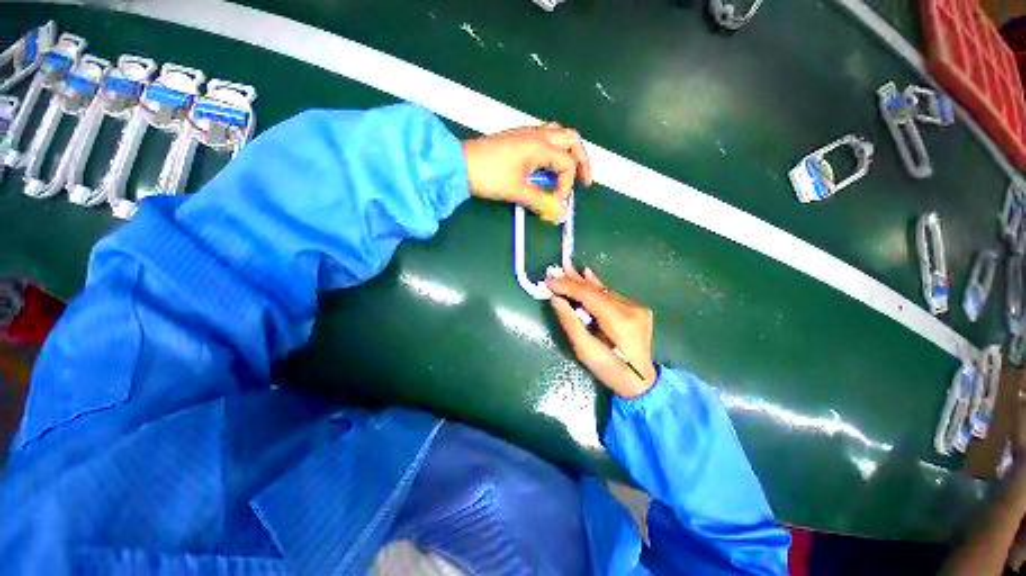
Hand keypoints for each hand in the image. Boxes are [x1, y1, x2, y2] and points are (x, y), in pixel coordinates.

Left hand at [462, 123, 592, 223]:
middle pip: (571, 139)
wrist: (459, 164)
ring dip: (568, 153)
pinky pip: (545, 138)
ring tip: (570, 173)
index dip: (567, 185)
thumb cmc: (488, 175)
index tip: (558, 202)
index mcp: (539, 145)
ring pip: (559, 135)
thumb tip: (560, 213)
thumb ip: (541, 202)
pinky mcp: (518, 138)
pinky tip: (549, 166)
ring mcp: (527, 134)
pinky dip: (554, 151)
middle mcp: (537, 134)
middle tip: (584, 181)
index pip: (567, 163)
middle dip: (581, 161)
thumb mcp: (517, 191)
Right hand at [547, 265, 657, 396]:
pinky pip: (610, 294)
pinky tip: (587, 274)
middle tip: (554, 271)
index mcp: (620, 321)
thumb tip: (557, 300)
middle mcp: (631, 309)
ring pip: (603, 290)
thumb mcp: (586, 352)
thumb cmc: (611, 371)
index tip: (549, 281)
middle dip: (573, 280)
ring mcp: (636, 307)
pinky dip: (595, 286)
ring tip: (566, 269)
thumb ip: (571, 324)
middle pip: (596, 291)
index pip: (589, 296)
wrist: (642, 381)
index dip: (568, 286)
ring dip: (582, 281)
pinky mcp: (636, 308)